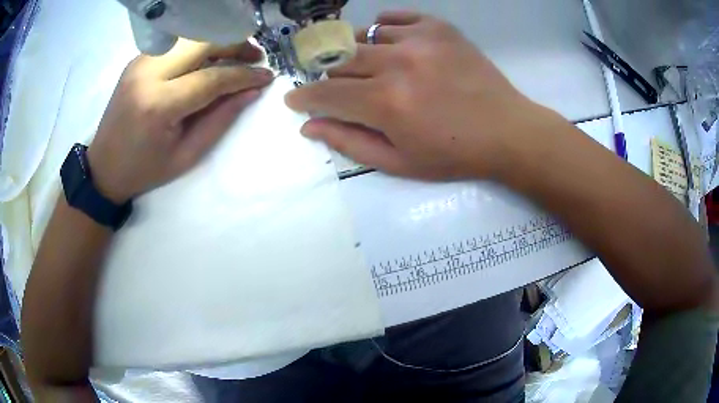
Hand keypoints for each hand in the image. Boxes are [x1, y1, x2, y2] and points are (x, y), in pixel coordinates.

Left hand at [88, 40, 273, 202]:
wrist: (103, 167)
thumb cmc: (144, 169)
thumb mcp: (186, 155)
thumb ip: (220, 120)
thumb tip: (251, 91)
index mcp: (159, 105)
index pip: (212, 77)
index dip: (244, 75)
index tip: (267, 76)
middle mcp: (148, 74)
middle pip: (202, 42)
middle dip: (235, 45)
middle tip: (254, 57)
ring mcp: (140, 63)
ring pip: (190, 37)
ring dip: (218, 42)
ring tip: (234, 56)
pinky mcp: (138, 60)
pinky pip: (176, 44)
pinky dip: (197, 47)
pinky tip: (206, 60)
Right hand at [285, 11, 557, 180]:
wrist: (507, 132)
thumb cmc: (454, 154)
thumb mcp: (399, 162)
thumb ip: (350, 142)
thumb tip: (309, 126)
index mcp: (385, 103)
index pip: (325, 93)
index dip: (304, 97)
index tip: (295, 98)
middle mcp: (397, 63)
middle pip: (339, 61)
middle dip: (331, 78)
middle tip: (341, 89)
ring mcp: (419, 39)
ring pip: (363, 38)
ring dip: (358, 56)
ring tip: (372, 70)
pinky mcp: (438, 28)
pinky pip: (394, 18)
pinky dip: (382, 30)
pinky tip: (389, 43)